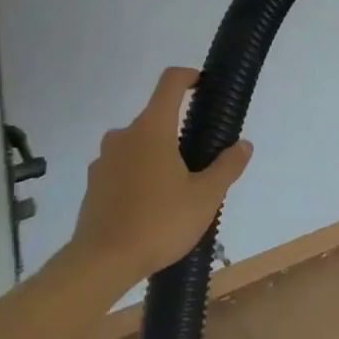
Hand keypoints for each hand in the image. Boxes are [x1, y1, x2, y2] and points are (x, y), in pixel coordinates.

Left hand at [66, 67, 253, 284]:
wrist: (101, 262)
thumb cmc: (159, 222)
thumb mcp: (205, 197)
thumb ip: (227, 167)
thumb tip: (244, 145)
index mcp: (152, 129)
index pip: (170, 83)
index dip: (189, 76)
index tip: (203, 85)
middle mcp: (124, 135)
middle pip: (155, 118)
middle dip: (178, 131)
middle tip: (200, 160)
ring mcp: (104, 159)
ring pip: (138, 144)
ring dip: (157, 155)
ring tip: (176, 188)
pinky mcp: (94, 184)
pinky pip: (122, 167)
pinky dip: (138, 175)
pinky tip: (150, 205)